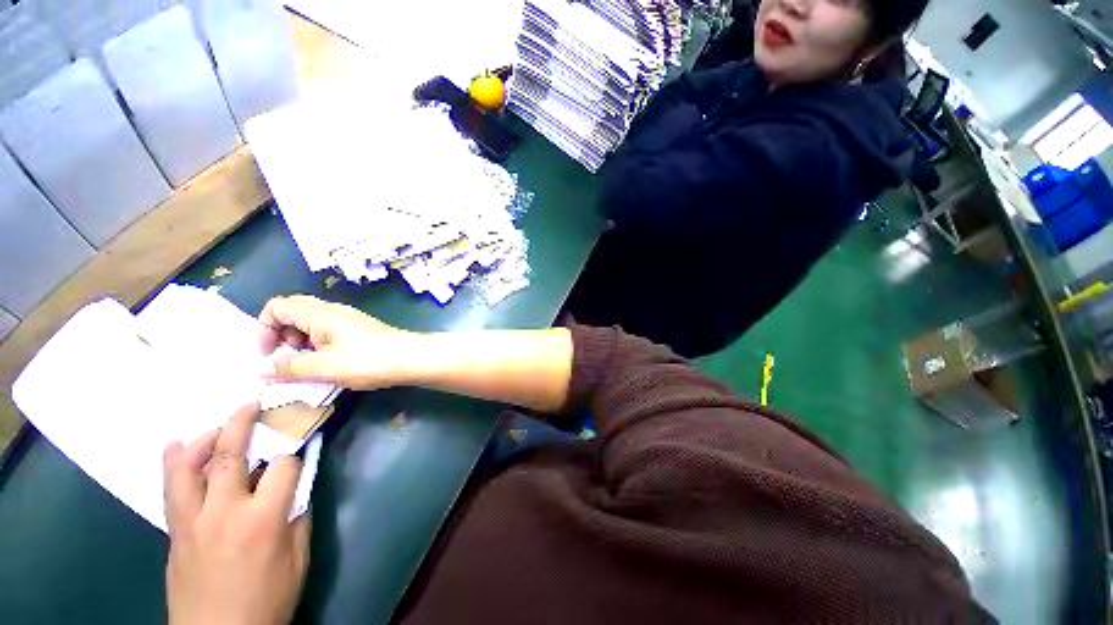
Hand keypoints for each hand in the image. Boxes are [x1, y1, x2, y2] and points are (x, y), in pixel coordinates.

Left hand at [164, 404, 309, 624]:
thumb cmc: (267, 600)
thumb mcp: (297, 560)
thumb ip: (298, 516)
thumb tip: (298, 485)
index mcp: (263, 519)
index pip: (283, 467)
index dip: (295, 455)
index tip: (299, 452)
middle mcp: (224, 511)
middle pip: (230, 455)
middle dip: (242, 423)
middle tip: (252, 404)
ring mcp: (193, 520)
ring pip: (189, 467)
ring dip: (203, 439)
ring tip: (217, 425)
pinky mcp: (176, 531)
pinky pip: (171, 488)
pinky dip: (175, 462)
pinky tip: (177, 446)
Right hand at [258, 295, 416, 389]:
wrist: (411, 358)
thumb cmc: (367, 360)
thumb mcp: (323, 367)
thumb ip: (289, 368)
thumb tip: (261, 370)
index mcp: (319, 313)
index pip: (277, 305)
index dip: (264, 327)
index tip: (269, 354)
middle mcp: (333, 311)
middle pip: (293, 312)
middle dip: (281, 335)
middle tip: (289, 359)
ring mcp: (348, 319)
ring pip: (311, 323)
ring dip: (300, 342)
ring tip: (309, 364)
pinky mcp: (359, 329)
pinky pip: (328, 331)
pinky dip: (318, 344)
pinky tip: (328, 363)